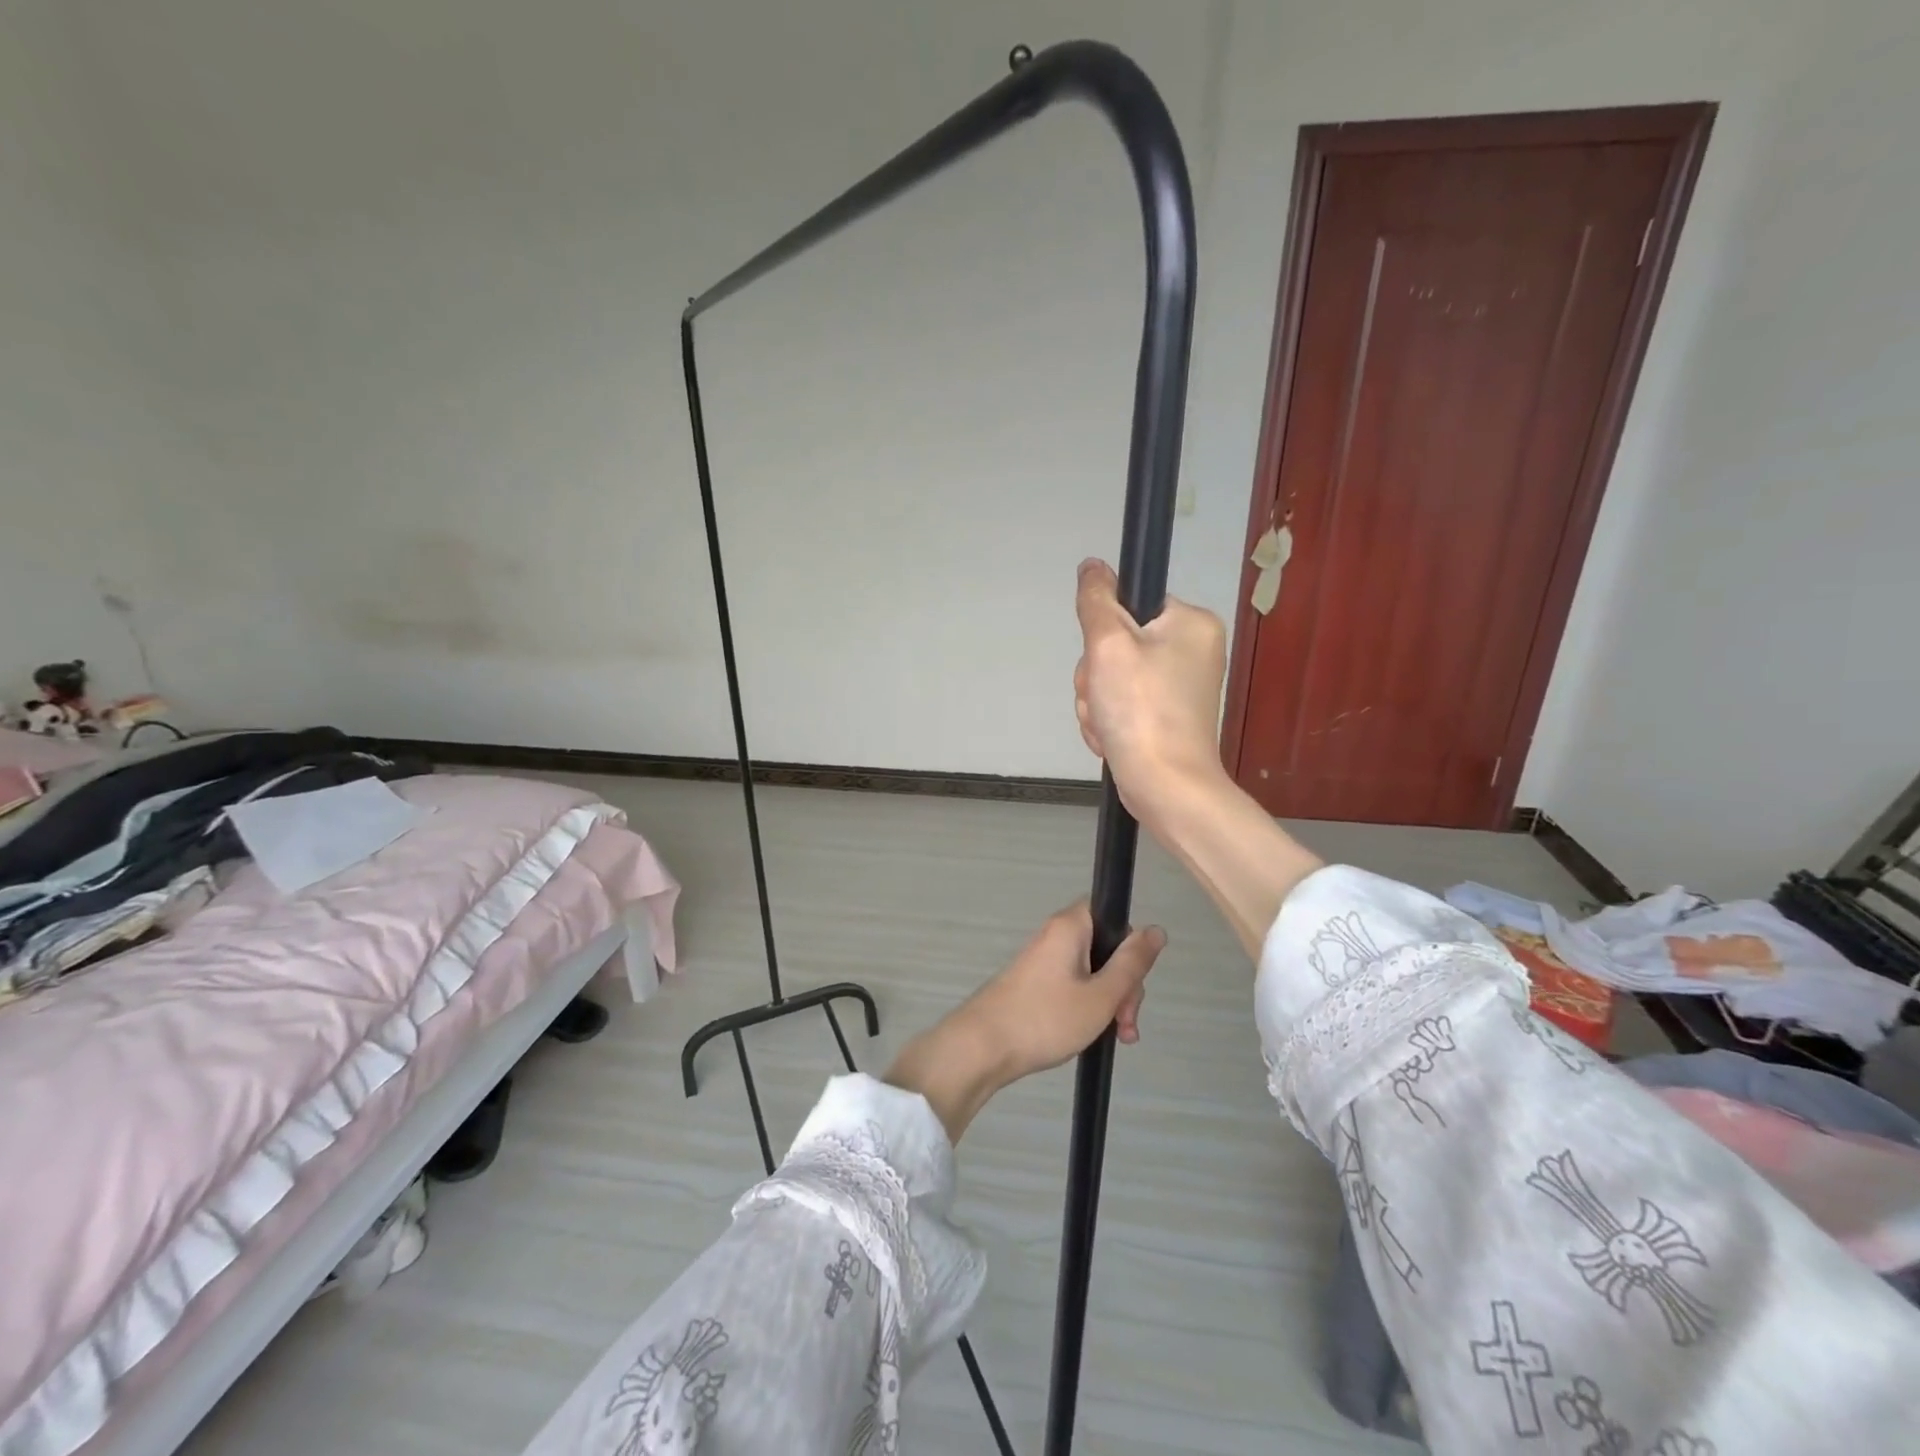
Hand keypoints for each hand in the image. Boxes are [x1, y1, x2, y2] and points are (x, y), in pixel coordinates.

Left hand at [885, 903, 1166, 1141]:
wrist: (983, 1046)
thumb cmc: (1046, 1018)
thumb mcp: (1101, 996)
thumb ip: (1132, 964)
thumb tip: (1156, 930)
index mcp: (1071, 926)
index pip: (1113, 914)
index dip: (1131, 945)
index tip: (1133, 982)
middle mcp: (1056, 935)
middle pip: (1106, 947)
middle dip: (1124, 985)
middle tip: (1125, 1023)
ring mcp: (1044, 960)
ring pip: (1092, 971)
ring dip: (1109, 1001)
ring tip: (1116, 1038)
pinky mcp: (1035, 983)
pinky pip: (1073, 985)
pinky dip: (1088, 1006)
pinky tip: (1094, 1035)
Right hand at [1073, 558, 1230, 829]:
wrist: (1165, 786)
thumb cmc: (1142, 711)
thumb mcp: (1109, 645)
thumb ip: (1096, 600)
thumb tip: (1092, 566)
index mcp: (1191, 623)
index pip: (1130, 605)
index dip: (1104, 633)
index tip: (1105, 661)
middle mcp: (1192, 650)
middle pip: (1117, 645)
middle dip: (1097, 677)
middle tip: (1105, 699)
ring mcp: (1180, 687)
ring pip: (1113, 678)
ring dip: (1098, 703)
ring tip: (1109, 725)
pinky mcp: (1166, 717)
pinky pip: (1122, 705)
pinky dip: (1110, 721)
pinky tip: (1112, 738)